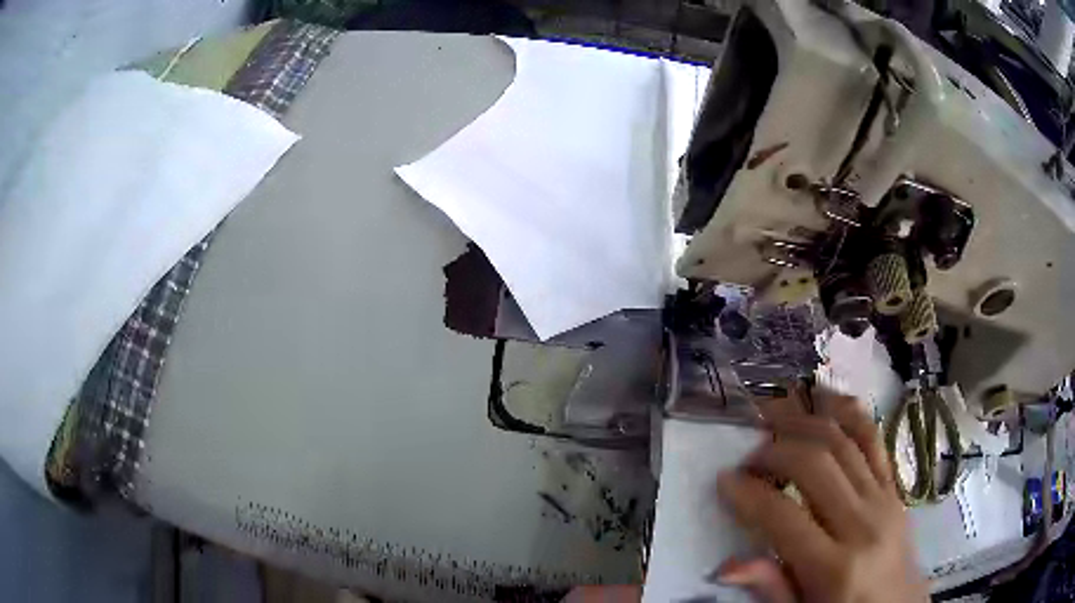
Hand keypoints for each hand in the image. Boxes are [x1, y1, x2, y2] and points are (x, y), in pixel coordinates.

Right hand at [716, 391, 927, 602]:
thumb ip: (771, 588)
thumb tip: (726, 565)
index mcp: (835, 567)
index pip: (785, 517)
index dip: (749, 494)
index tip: (724, 480)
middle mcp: (863, 524)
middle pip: (817, 464)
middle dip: (776, 449)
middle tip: (749, 454)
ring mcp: (885, 498)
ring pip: (845, 440)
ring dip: (807, 420)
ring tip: (776, 413)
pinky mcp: (896, 486)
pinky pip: (874, 439)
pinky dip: (848, 412)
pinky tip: (825, 399)